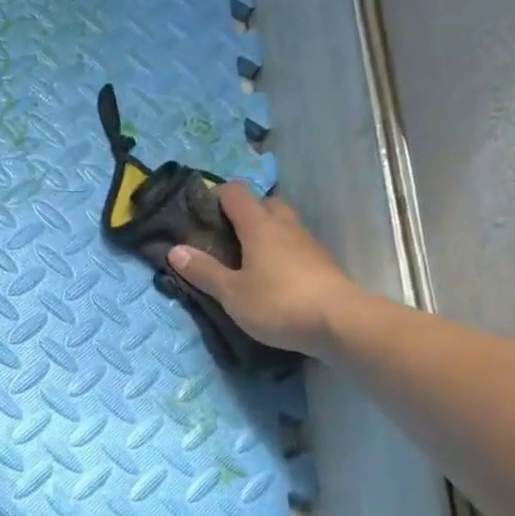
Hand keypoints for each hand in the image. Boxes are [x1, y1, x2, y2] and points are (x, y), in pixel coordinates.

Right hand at [166, 183, 363, 357]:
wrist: (340, 322)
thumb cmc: (278, 303)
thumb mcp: (232, 293)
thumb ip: (204, 271)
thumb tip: (175, 250)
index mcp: (259, 225)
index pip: (236, 193)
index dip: (216, 196)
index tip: (200, 214)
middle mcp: (285, 225)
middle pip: (264, 203)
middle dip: (244, 213)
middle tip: (225, 238)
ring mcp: (308, 243)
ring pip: (283, 225)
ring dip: (265, 233)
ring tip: (246, 260)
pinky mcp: (322, 263)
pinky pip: (295, 246)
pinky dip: (280, 252)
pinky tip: (272, 277)